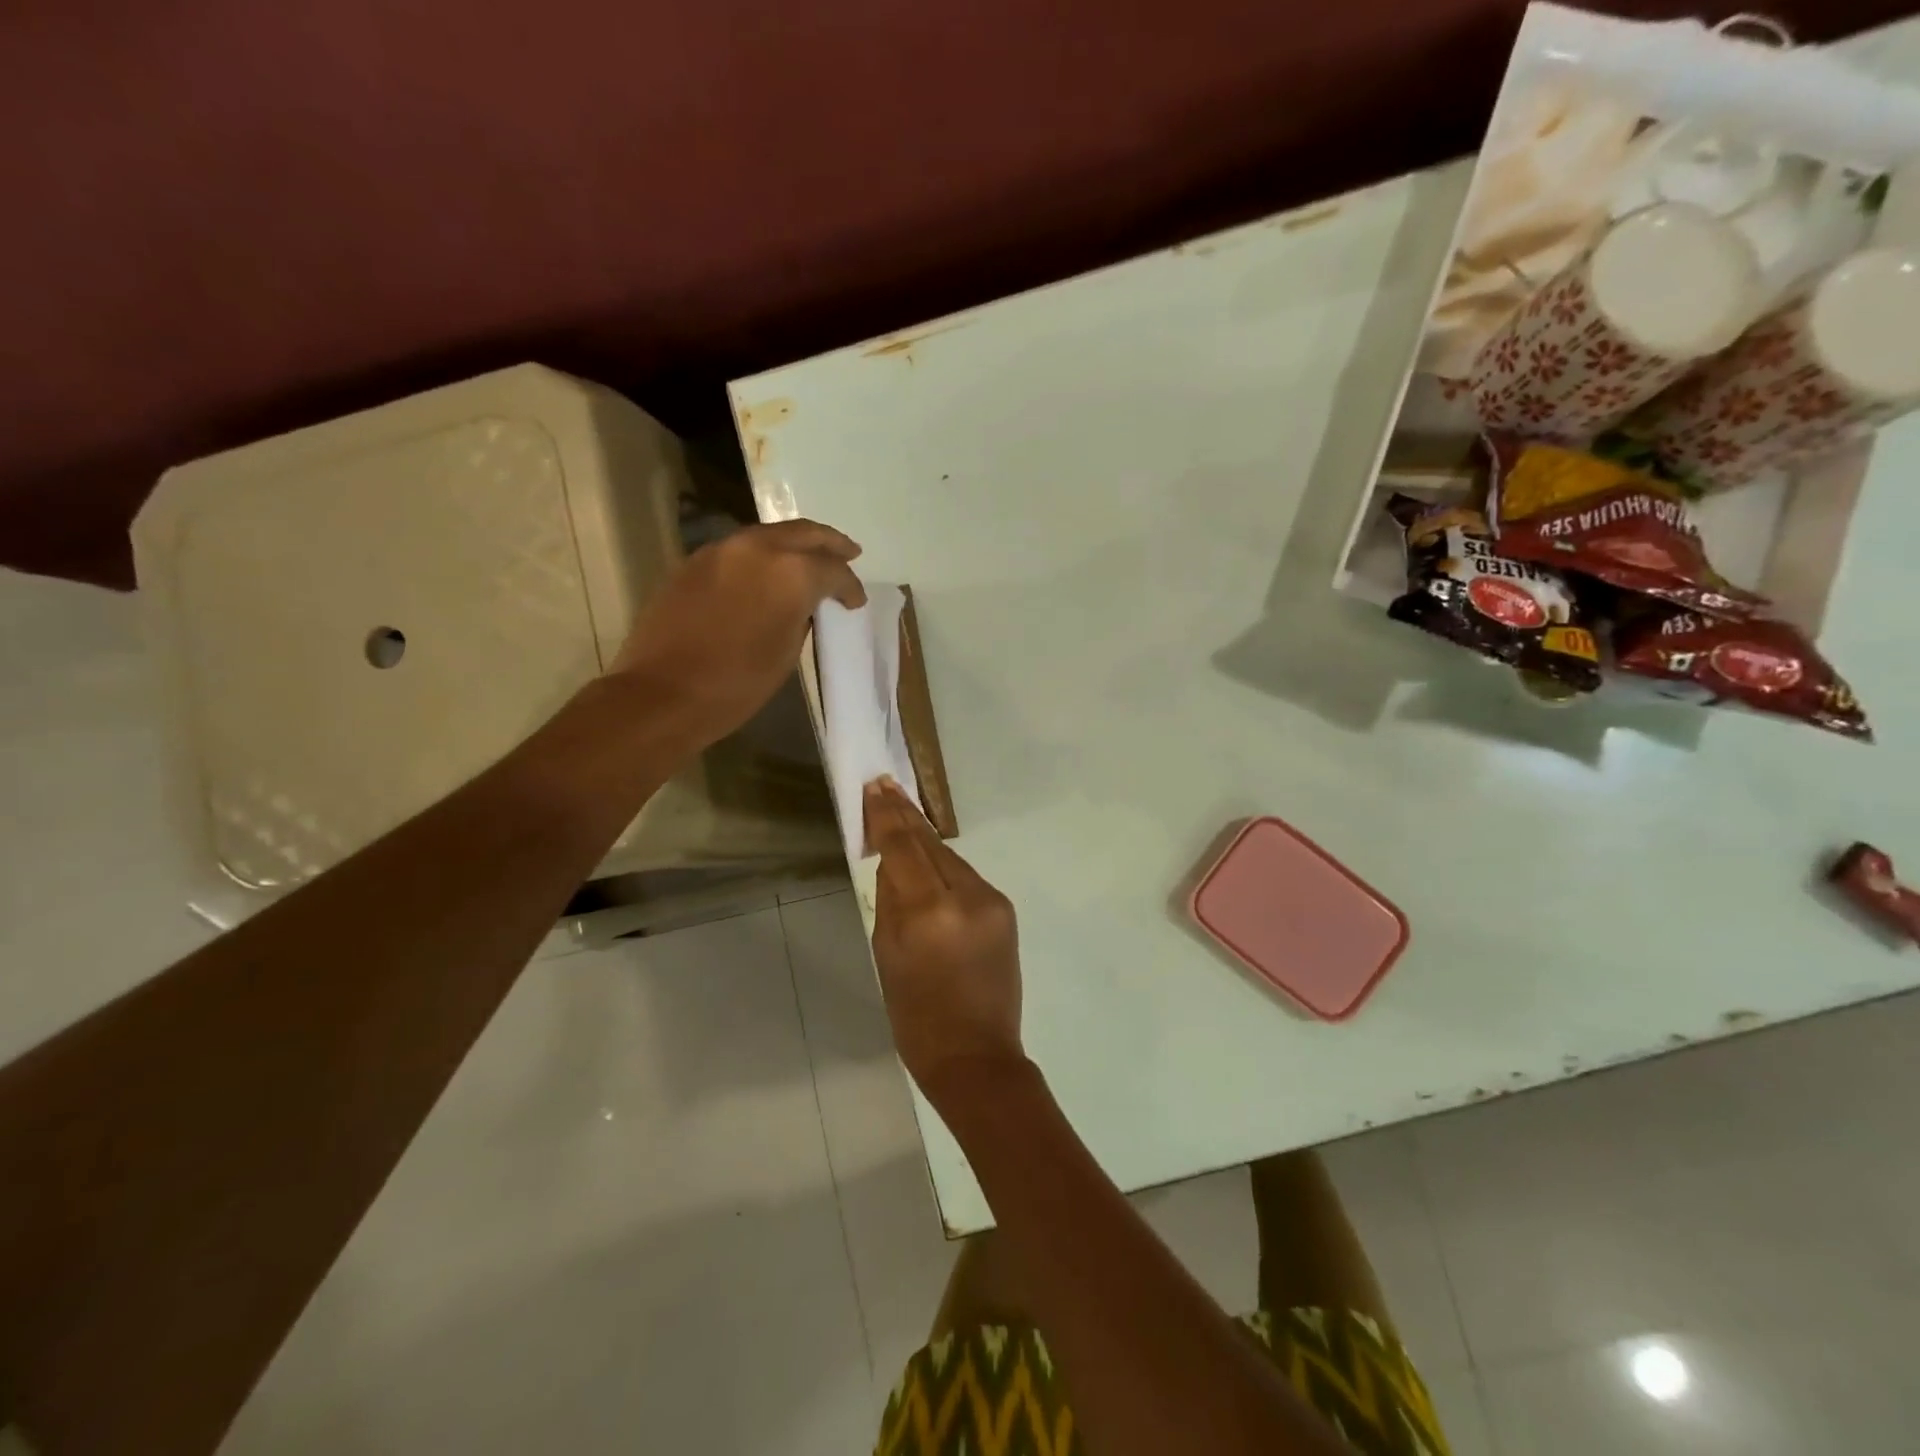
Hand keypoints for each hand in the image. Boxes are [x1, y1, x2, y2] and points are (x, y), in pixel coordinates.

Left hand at [611, 520, 865, 751]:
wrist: (663, 693)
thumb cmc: (737, 684)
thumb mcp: (786, 654)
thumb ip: (801, 616)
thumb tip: (801, 604)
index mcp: (791, 573)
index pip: (833, 570)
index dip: (849, 586)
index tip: (856, 601)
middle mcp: (758, 548)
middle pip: (804, 533)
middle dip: (830, 544)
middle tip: (849, 553)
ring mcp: (722, 550)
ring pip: (770, 536)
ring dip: (794, 545)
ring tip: (810, 561)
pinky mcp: (695, 562)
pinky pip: (740, 550)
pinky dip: (762, 556)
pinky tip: (766, 574)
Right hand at [864, 778, 1025, 1099]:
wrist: (977, 1057)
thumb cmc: (916, 1017)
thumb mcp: (887, 956)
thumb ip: (891, 900)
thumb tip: (892, 860)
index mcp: (930, 912)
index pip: (904, 847)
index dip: (887, 815)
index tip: (875, 786)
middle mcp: (967, 896)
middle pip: (930, 844)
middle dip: (906, 815)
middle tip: (885, 786)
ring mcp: (993, 902)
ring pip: (950, 858)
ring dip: (925, 843)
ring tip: (901, 819)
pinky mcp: (1006, 910)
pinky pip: (967, 879)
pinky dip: (945, 870)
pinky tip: (929, 867)